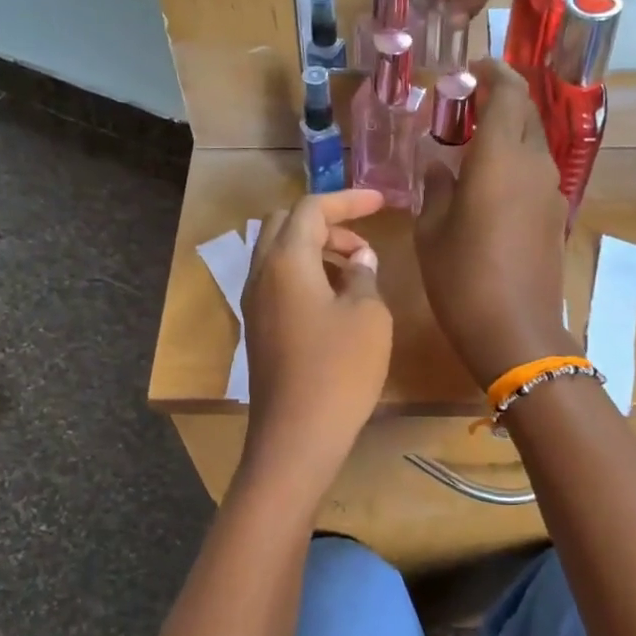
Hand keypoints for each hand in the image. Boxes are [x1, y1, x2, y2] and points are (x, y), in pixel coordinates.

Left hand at [241, 188, 392, 485]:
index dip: (348, 200)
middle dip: (326, 224)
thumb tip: (357, 260)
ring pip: (279, 255)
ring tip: (354, 272)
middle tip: (362, 243)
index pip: (311, 208)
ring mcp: (254, 304)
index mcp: (286, 260)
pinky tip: (335, 302)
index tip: (382, 203)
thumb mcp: (367, 315)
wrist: (297, 435)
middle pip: (285, 225)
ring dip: (315, 251)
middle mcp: (261, 274)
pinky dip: (305, 276)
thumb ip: (363, 275)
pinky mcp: (257, 330)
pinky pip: (278, 284)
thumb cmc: (339, 370)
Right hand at [415, 59, 575, 387]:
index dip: (492, 72)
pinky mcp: (555, 217)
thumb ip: (435, 186)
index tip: (467, 71)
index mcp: (502, 157)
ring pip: (533, 144)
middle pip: (526, 113)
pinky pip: (535, 174)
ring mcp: (551, 192)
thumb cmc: (463, 278)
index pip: (508, 91)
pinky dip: (514, 164)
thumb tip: (438, 163)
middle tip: (463, 110)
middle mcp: (534, 165)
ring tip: (470, 148)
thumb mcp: (432, 231)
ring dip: (508, 134)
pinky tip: (488, 187)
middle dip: (499, 100)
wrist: (516, 331)